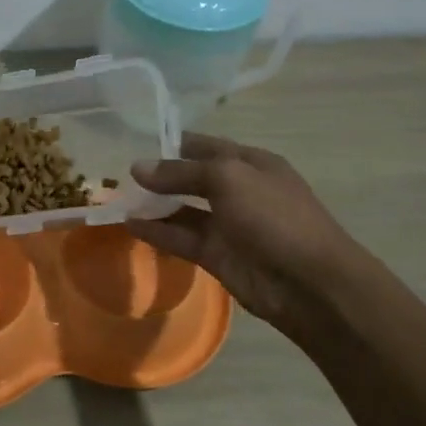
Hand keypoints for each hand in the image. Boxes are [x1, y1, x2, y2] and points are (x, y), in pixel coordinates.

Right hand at [128, 133, 357, 333]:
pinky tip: (129, 225)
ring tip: (116, 199)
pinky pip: (181, 239)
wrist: (310, 283)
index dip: (171, 143)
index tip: (133, 141)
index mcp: (250, 163)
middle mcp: (238, 190)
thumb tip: (137, 167)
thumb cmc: (274, 216)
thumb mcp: (228, 179)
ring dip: (153, 204)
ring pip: (183, 210)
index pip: (204, 146)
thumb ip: (181, 172)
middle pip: (191, 177)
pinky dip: (157, 232)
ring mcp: (228, 225)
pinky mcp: (217, 256)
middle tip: (117, 173)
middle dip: (158, 175)